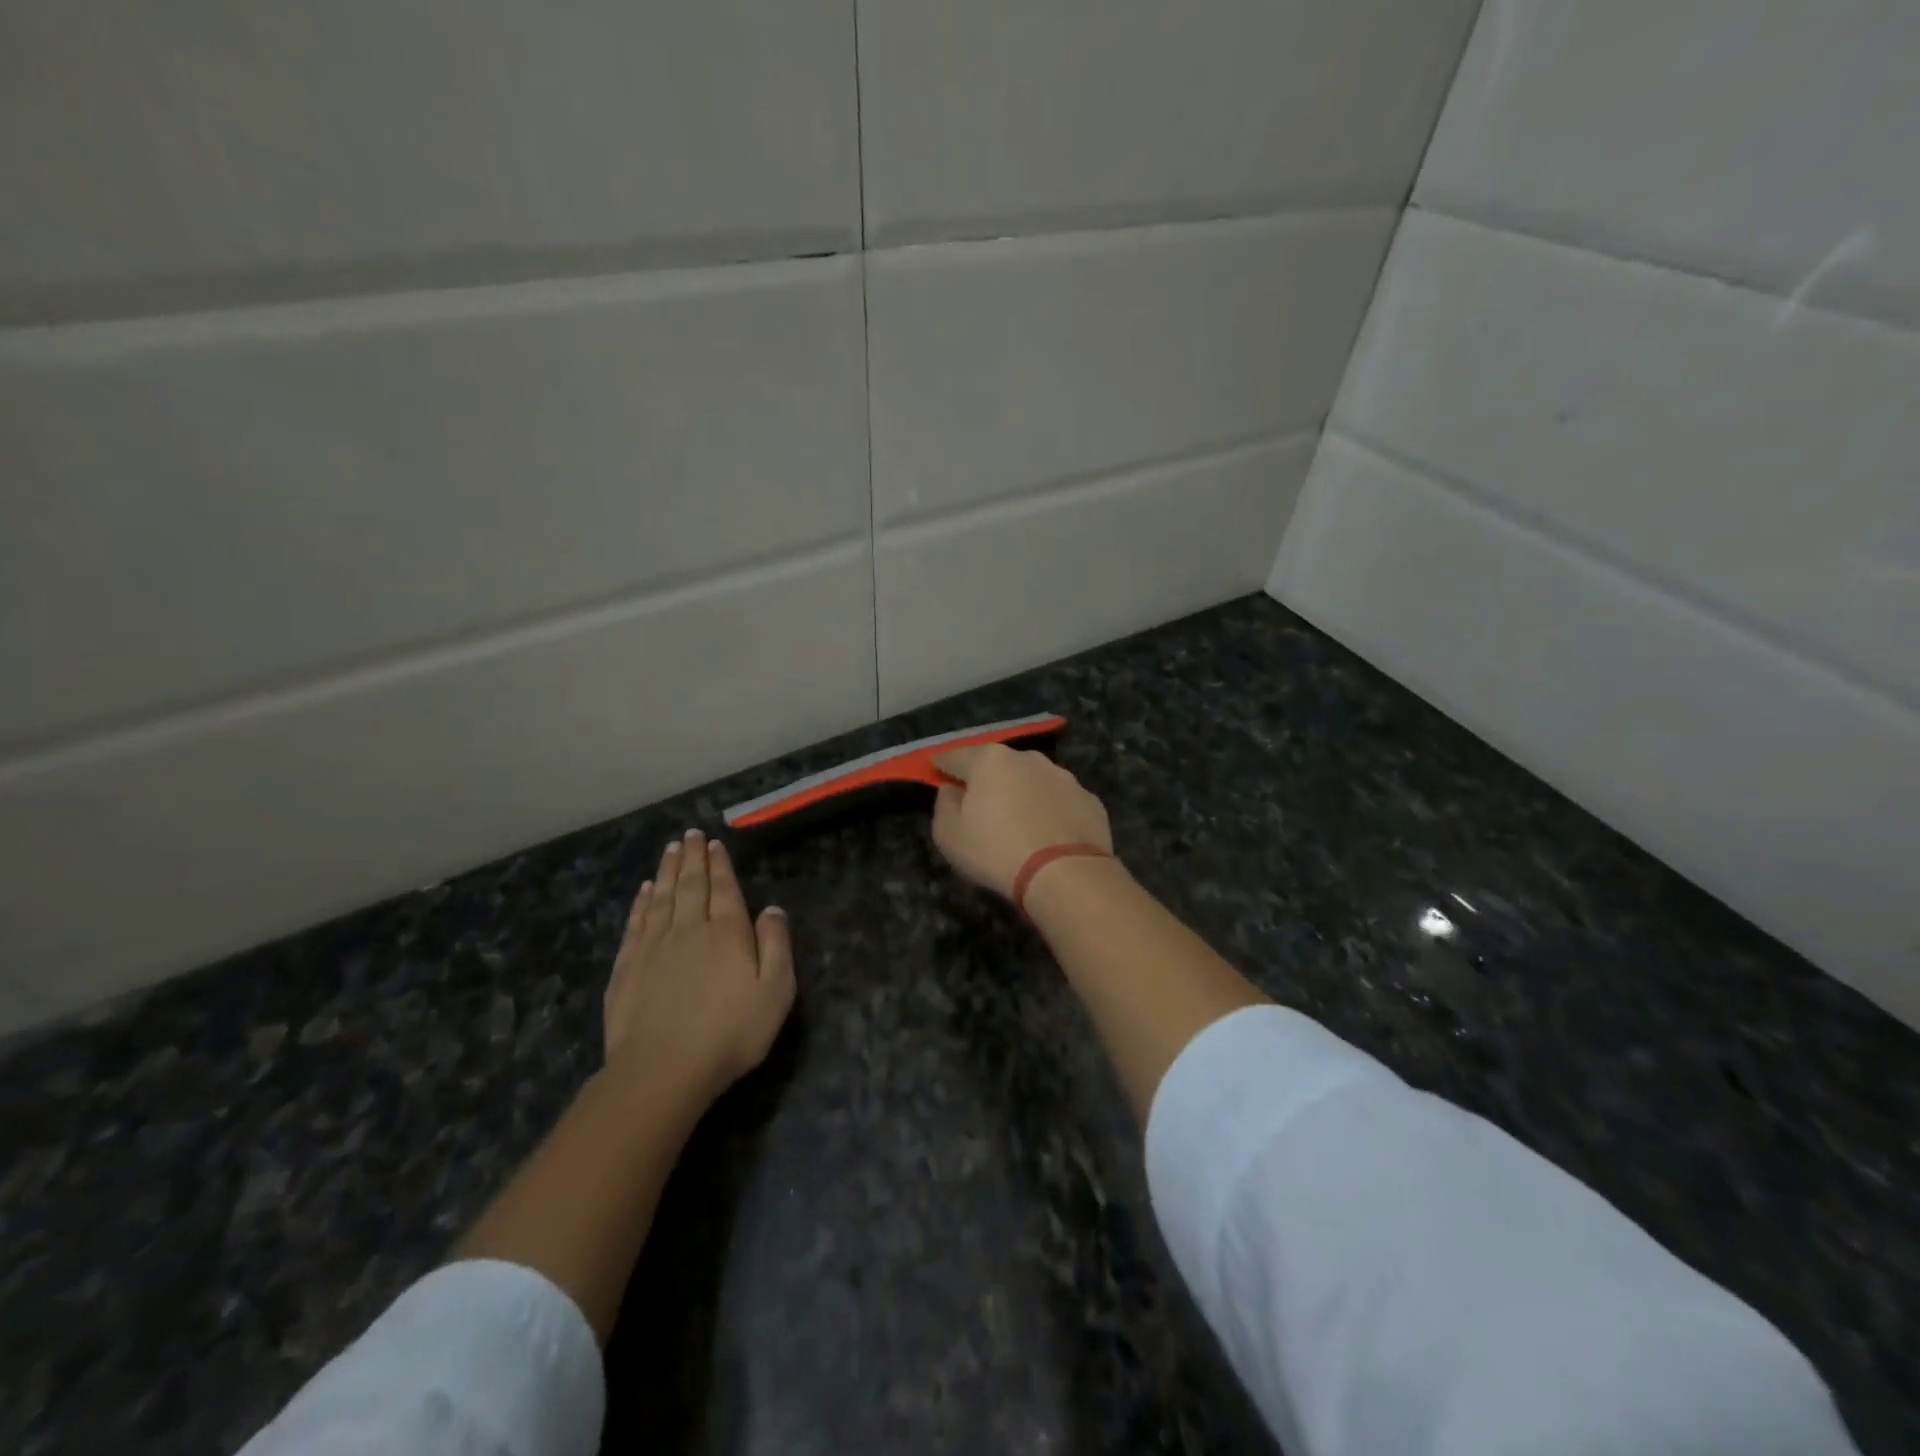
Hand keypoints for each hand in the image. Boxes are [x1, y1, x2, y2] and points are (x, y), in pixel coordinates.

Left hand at [603, 829, 795, 1103]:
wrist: (662, 1070)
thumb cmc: (730, 1033)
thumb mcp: (775, 992)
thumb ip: (776, 946)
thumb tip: (772, 909)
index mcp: (727, 932)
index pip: (723, 888)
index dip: (719, 864)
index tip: (713, 843)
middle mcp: (689, 928)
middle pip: (691, 885)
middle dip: (692, 858)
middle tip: (690, 834)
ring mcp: (654, 946)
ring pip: (662, 897)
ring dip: (668, 871)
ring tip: (670, 849)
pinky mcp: (628, 967)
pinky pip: (637, 922)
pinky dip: (642, 902)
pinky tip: (646, 890)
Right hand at [930, 744, 1113, 899]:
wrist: (1066, 874)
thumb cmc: (997, 851)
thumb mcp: (949, 835)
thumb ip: (944, 805)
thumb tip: (952, 790)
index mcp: (990, 760)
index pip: (956, 756)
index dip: (942, 766)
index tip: (937, 773)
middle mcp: (1028, 758)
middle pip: (998, 765)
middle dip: (987, 780)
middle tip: (981, 805)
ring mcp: (1063, 777)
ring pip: (1032, 780)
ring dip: (1022, 794)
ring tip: (1019, 823)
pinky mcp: (1089, 799)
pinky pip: (1059, 801)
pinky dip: (1050, 811)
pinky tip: (1048, 835)